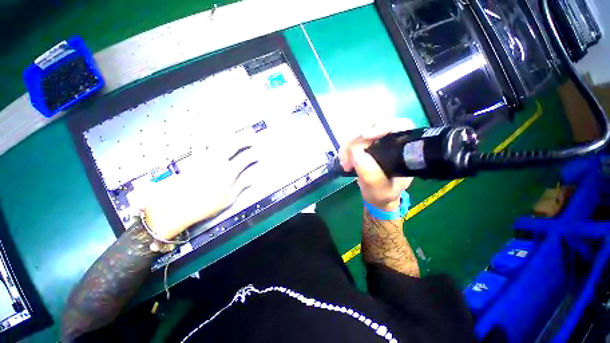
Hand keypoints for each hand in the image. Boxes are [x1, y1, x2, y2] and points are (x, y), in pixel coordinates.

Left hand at [142, 131, 258, 239]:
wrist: (175, 208)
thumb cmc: (203, 206)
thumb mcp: (227, 200)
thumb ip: (241, 186)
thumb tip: (253, 179)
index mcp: (227, 173)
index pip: (245, 159)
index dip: (254, 155)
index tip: (258, 155)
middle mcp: (217, 161)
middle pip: (233, 144)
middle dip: (244, 137)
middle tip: (251, 133)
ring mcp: (204, 158)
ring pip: (217, 139)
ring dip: (227, 132)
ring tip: (234, 128)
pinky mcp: (192, 157)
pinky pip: (198, 142)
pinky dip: (204, 133)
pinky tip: (208, 128)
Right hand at [339, 119, 414, 210]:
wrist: (376, 195)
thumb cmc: (383, 194)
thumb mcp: (380, 190)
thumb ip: (371, 175)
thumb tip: (356, 153)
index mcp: (403, 150)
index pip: (399, 125)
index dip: (383, 126)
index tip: (366, 135)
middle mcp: (390, 141)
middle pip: (373, 125)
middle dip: (356, 141)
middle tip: (348, 160)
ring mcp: (376, 141)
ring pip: (359, 131)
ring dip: (347, 147)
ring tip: (346, 165)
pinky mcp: (364, 144)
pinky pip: (351, 139)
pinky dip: (345, 149)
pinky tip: (344, 160)